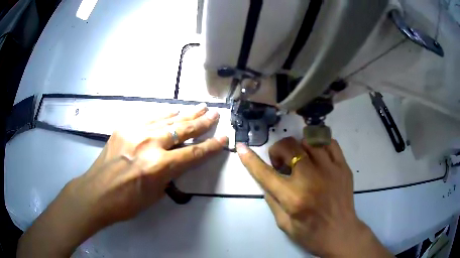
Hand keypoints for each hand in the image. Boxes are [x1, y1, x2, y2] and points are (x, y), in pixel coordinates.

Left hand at [17, 103, 227, 256]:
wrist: (96, 193)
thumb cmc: (126, 202)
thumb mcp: (155, 194)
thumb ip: (169, 174)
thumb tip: (178, 160)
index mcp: (158, 166)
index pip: (193, 154)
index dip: (211, 147)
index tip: (223, 138)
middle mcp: (149, 144)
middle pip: (182, 130)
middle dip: (202, 122)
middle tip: (214, 114)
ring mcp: (135, 132)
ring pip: (167, 119)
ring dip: (185, 114)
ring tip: (199, 107)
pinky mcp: (124, 127)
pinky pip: (149, 118)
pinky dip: (164, 115)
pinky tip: (173, 111)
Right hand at [236, 137, 391, 257]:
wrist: (341, 233)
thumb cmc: (311, 234)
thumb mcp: (284, 224)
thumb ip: (272, 199)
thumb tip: (265, 179)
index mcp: (293, 198)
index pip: (265, 173)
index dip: (250, 160)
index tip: (242, 148)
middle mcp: (311, 179)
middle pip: (289, 147)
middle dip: (278, 151)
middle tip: (281, 164)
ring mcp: (330, 170)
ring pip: (309, 141)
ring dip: (298, 148)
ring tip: (299, 160)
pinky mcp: (343, 167)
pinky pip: (329, 143)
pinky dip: (318, 144)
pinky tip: (316, 156)